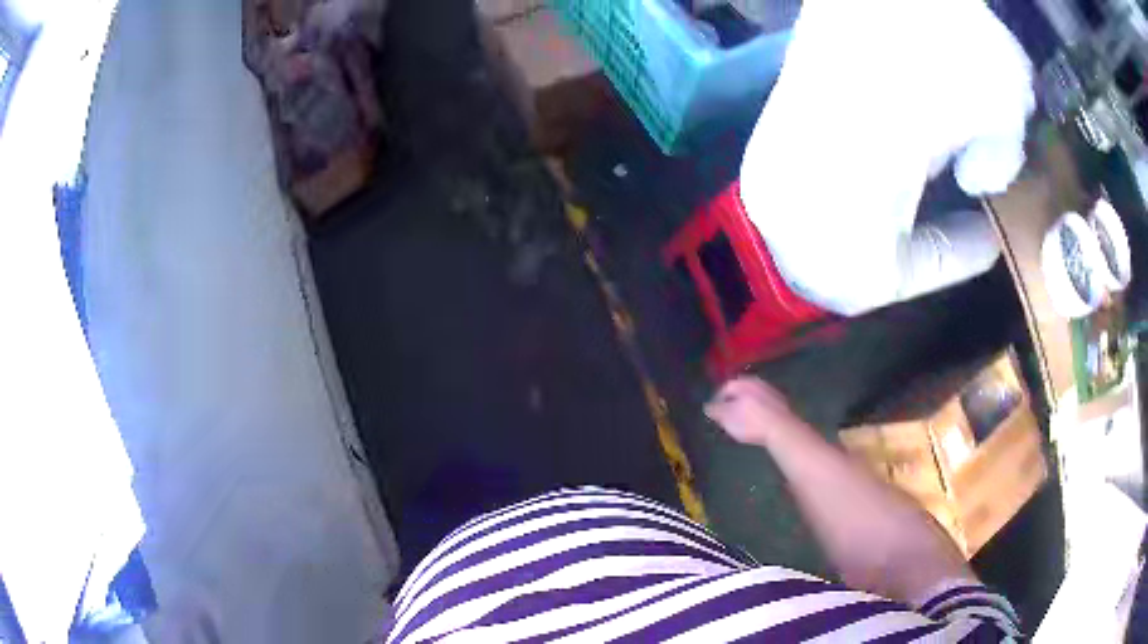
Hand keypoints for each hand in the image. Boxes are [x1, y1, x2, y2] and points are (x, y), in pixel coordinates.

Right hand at [705, 376, 797, 446]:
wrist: (782, 429)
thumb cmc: (751, 422)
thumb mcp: (728, 418)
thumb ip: (716, 411)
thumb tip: (707, 406)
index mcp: (743, 383)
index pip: (725, 387)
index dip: (717, 400)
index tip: (714, 413)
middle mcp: (757, 382)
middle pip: (740, 390)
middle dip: (733, 401)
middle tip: (727, 415)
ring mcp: (771, 391)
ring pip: (753, 396)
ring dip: (746, 405)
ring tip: (742, 420)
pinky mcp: (781, 403)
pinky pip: (764, 403)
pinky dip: (758, 410)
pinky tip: (757, 422)